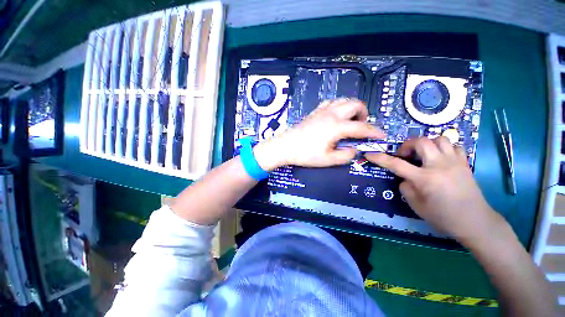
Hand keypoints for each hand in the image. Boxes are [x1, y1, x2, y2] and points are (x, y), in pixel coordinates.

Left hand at [254, 98, 384, 170]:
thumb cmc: (305, 154)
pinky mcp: (314, 112)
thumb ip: (346, 155)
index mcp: (337, 127)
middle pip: (355, 104)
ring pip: (343, 101)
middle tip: (361, 126)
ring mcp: (322, 111)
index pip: (362, 127)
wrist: (285, 146)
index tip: (382, 136)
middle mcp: (332, 114)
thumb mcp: (328, 160)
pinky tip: (335, 115)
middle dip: (364, 114)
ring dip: (351, 108)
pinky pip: (330, 103)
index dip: (374, 132)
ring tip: (350, 120)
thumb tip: (355, 150)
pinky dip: (338, 106)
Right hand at [365, 137, 501, 241]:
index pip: (396, 164)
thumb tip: (405, 178)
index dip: (380, 158)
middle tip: (404, 155)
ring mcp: (455, 162)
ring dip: (426, 144)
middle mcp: (439, 166)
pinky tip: (439, 157)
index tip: (369, 154)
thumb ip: (406, 188)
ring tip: (423, 155)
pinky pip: (453, 146)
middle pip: (421, 142)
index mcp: (425, 179)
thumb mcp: (416, 206)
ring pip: (439, 139)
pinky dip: (443, 147)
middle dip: (407, 145)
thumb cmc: (443, 217)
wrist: (475, 222)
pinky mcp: (464, 163)